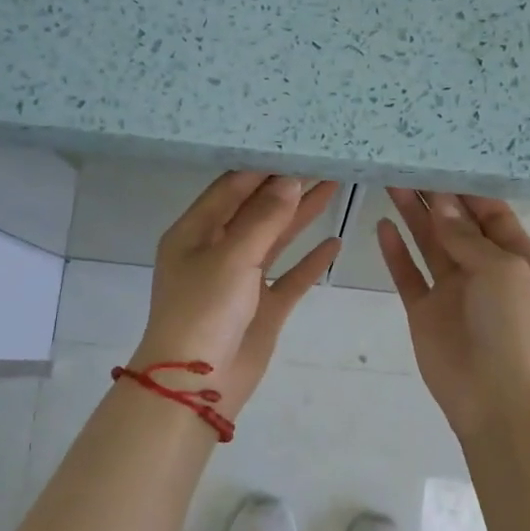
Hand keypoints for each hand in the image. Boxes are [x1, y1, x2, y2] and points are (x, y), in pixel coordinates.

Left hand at [132, 172, 340, 417]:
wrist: (197, 384)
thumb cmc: (204, 310)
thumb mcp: (232, 257)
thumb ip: (264, 219)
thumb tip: (290, 181)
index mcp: (194, 233)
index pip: (231, 188)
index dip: (262, 168)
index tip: (294, 146)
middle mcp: (216, 251)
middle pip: (256, 210)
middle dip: (288, 187)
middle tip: (323, 161)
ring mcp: (242, 280)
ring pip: (276, 240)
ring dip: (302, 216)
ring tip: (334, 186)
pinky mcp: (263, 307)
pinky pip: (290, 278)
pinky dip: (311, 262)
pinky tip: (334, 243)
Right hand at [377, 189, 529, 438]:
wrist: (498, 400)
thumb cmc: (514, 328)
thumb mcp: (502, 271)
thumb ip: (468, 236)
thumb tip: (440, 203)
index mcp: (517, 259)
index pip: (491, 214)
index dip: (466, 190)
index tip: (439, 160)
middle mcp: (485, 270)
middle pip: (456, 225)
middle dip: (435, 197)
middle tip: (406, 164)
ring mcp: (453, 291)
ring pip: (429, 244)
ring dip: (413, 216)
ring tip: (390, 183)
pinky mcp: (425, 312)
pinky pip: (408, 275)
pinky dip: (395, 252)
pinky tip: (382, 226)